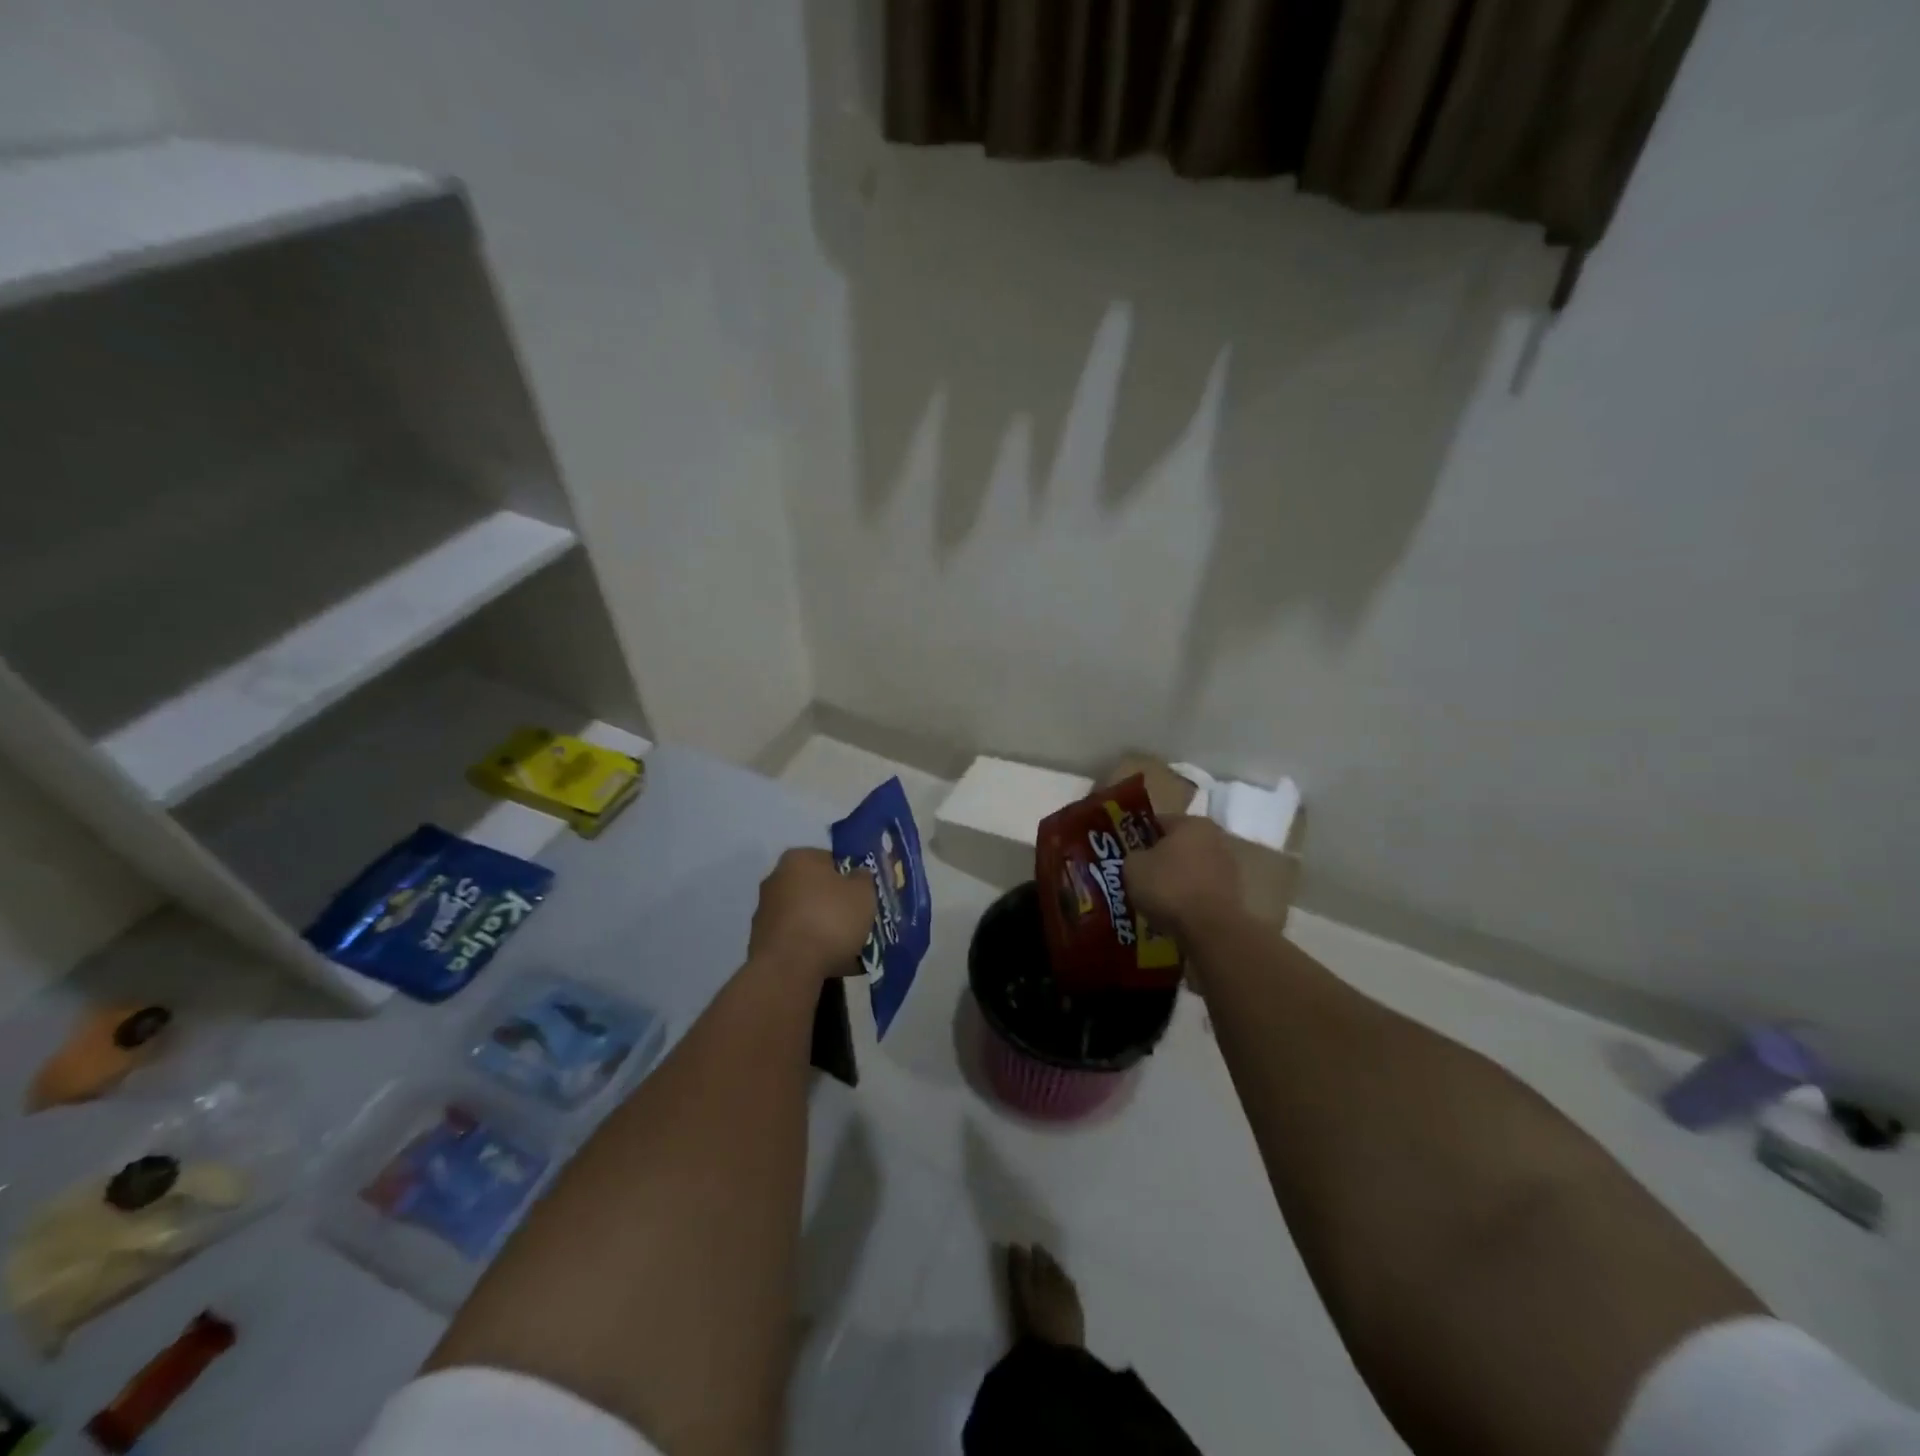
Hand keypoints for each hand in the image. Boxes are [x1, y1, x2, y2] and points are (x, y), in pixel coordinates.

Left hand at [748, 848, 876, 978]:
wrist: (789, 968)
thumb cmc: (830, 919)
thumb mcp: (863, 893)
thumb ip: (863, 878)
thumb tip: (857, 875)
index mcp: (799, 858)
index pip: (831, 860)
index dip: (850, 878)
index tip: (863, 898)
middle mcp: (775, 878)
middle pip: (816, 889)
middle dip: (834, 905)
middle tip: (856, 923)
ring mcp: (765, 911)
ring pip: (806, 916)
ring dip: (822, 928)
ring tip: (846, 950)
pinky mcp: (761, 942)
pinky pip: (795, 940)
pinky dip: (810, 948)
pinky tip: (828, 964)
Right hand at [1124, 816, 1243, 941]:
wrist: (1210, 929)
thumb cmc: (1168, 887)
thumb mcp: (1132, 866)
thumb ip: (1133, 855)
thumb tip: (1138, 859)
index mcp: (1192, 822)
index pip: (1158, 822)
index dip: (1138, 837)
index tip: (1125, 854)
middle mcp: (1215, 838)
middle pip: (1177, 845)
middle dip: (1158, 859)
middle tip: (1138, 876)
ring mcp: (1228, 867)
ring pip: (1190, 869)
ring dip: (1174, 880)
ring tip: (1153, 899)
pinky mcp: (1234, 894)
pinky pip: (1200, 891)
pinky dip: (1187, 898)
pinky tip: (1171, 912)